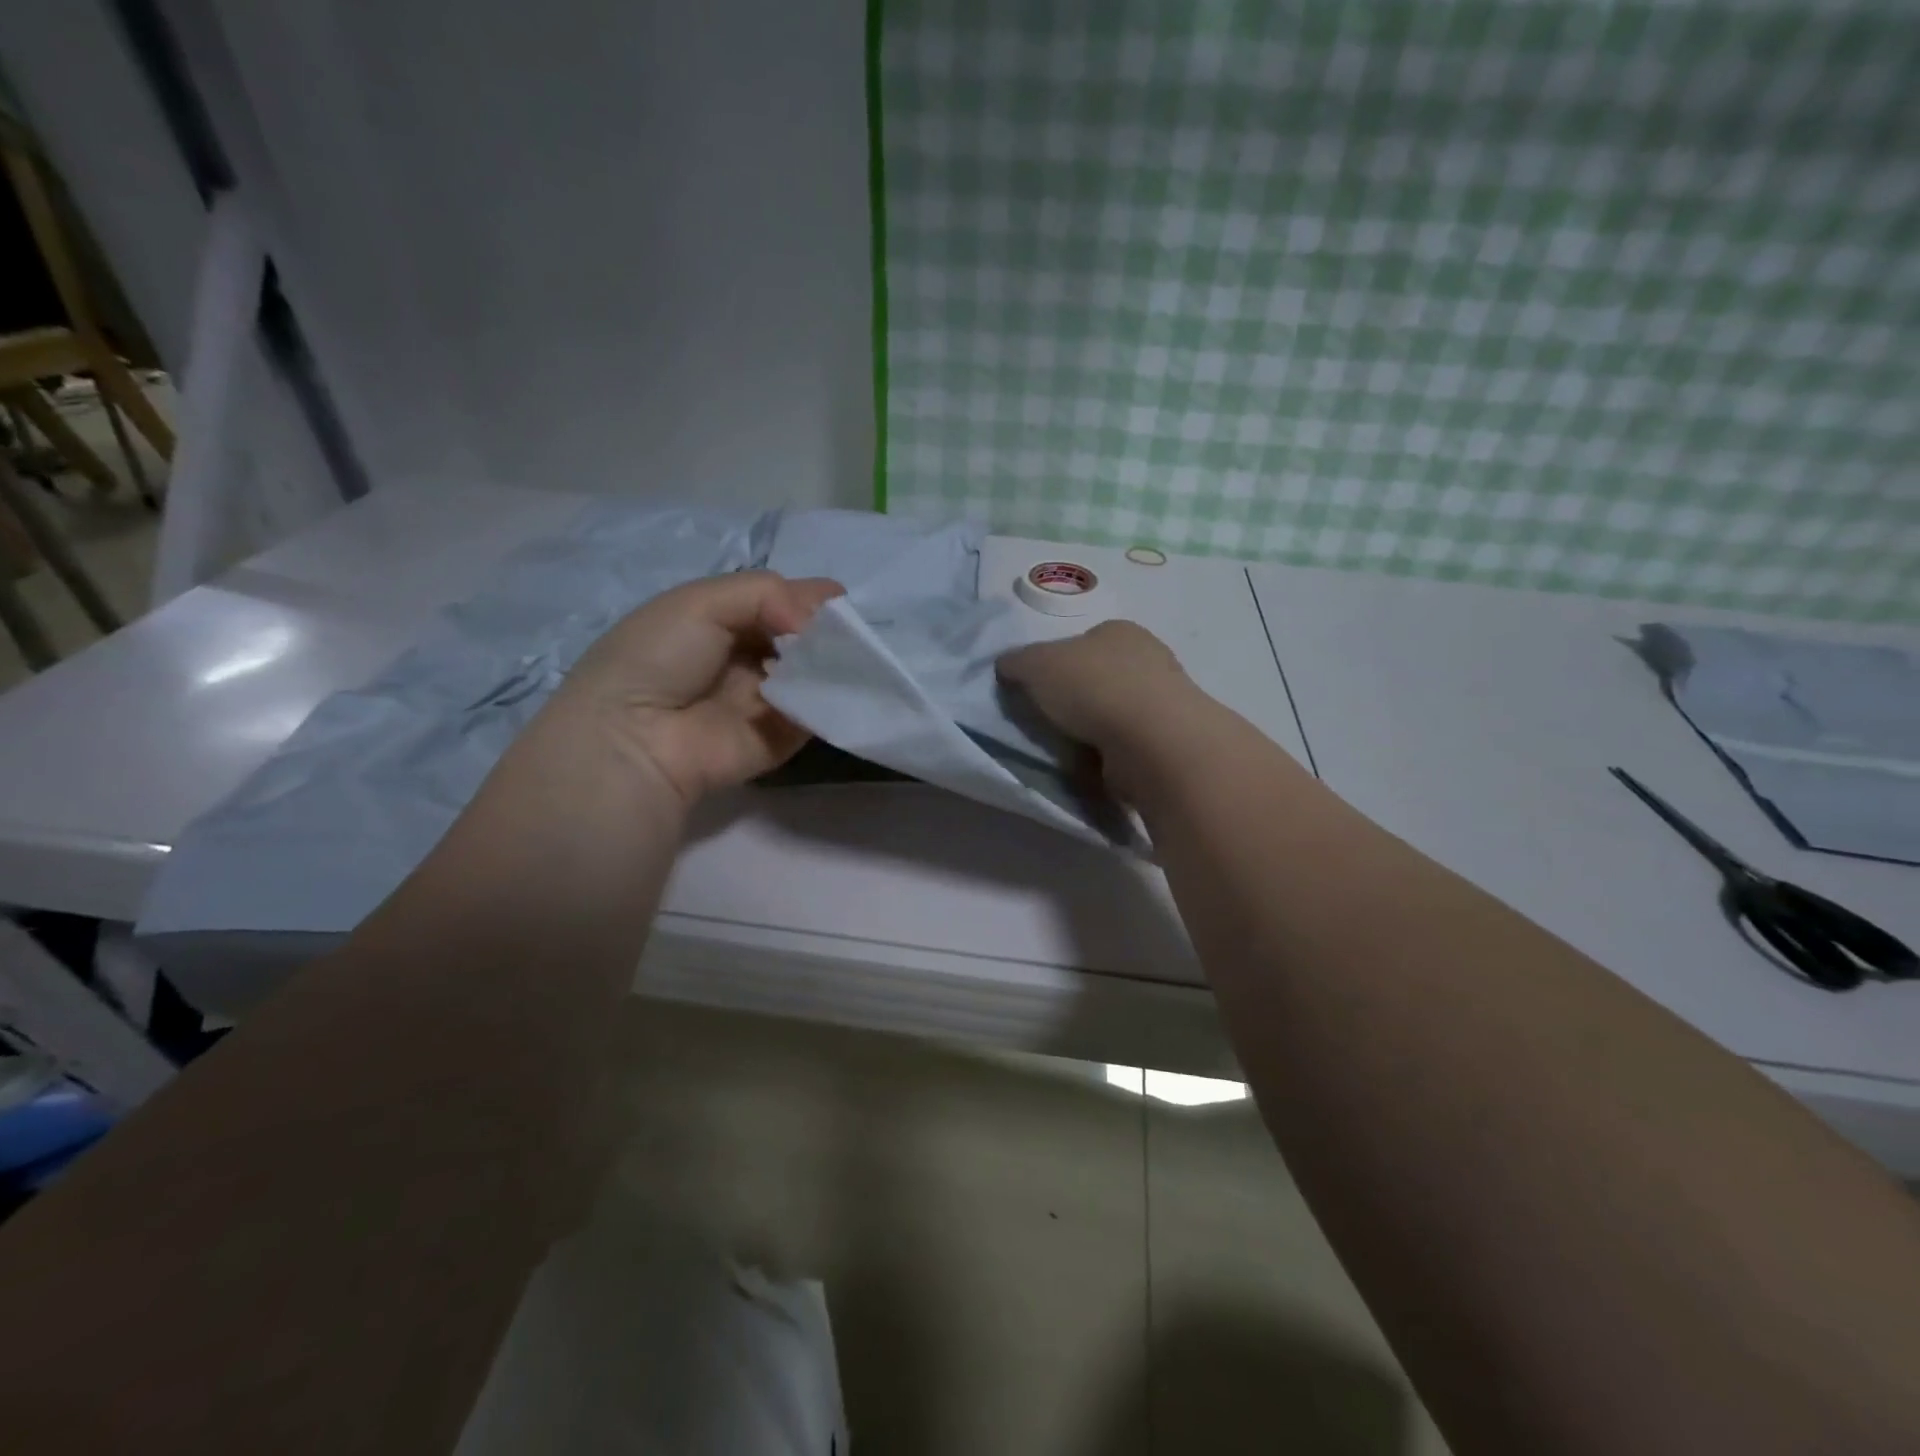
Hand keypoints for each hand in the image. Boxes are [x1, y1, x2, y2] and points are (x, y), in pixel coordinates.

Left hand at [554, 571, 843, 805]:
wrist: (637, 737)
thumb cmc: (660, 656)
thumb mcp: (703, 601)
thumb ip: (769, 594)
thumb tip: (820, 618)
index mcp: (721, 622)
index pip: (778, 603)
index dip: (810, 599)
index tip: (842, 599)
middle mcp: (747, 659)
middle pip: (802, 638)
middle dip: (830, 631)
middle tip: (854, 629)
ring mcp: (767, 700)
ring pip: (815, 674)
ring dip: (837, 663)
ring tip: (859, 654)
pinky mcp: (783, 737)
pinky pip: (817, 713)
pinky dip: (835, 698)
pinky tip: (851, 684)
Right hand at [997, 621, 1198, 792]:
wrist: (1151, 741)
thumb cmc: (1092, 688)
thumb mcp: (1036, 664)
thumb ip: (1017, 662)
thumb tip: (1006, 666)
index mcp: (1120, 631)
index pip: (1084, 641)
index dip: (1059, 662)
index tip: (1041, 688)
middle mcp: (1149, 658)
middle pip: (1101, 676)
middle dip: (1078, 697)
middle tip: (1051, 720)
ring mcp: (1165, 700)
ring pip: (1116, 711)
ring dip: (1095, 728)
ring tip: (1071, 747)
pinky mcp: (1168, 740)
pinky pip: (1129, 743)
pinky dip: (1111, 752)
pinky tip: (1097, 764)